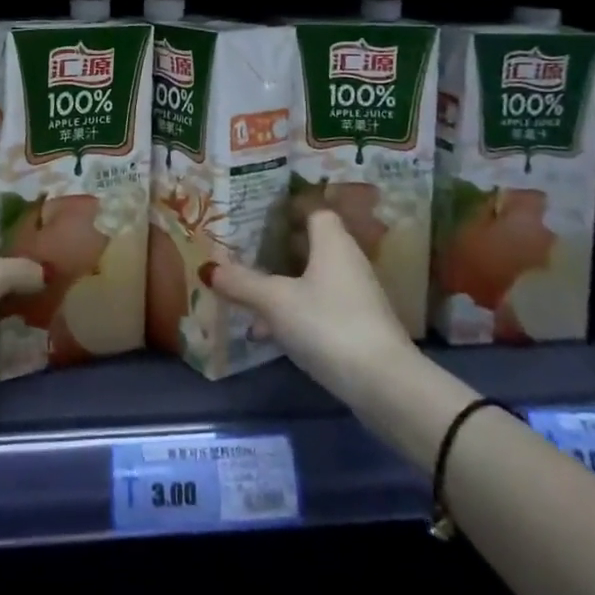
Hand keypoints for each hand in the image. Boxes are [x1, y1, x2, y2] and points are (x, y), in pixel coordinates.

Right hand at [204, 208, 417, 402]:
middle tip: (244, 250)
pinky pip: (318, 308)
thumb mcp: (275, 302)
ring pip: (311, 280)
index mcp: (333, 243)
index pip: (314, 210)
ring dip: (282, 285)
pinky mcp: (357, 328)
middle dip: (278, 249)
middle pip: (310, 245)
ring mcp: (356, 297)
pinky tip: (267, 333)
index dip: (289, 209)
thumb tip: (208, 268)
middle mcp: (348, 262)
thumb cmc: (328, 324)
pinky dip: (294, 313)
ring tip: (247, 296)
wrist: (386, 385)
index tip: (259, 212)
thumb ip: (241, 282)